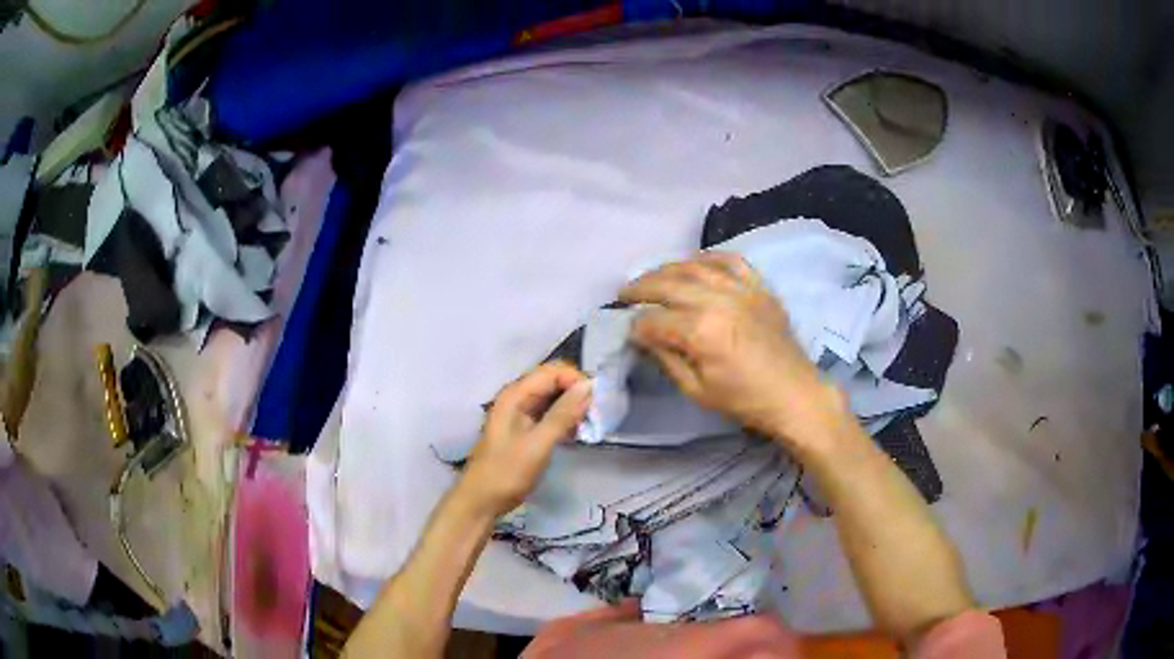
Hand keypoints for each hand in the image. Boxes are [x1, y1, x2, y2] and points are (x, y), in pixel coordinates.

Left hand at [460, 362, 592, 516]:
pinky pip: (551, 413)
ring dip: (574, 407)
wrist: (482, 500)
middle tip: (598, 414)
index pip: (553, 371)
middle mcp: (518, 397)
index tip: (597, 402)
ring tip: (591, 425)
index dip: (577, 380)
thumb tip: (588, 387)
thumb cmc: (506, 472)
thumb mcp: (537, 444)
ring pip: (554, 398)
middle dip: (577, 393)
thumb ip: (562, 415)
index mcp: (515, 394)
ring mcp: (521, 413)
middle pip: (554, 381)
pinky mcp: (526, 428)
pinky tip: (578, 433)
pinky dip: (566, 419)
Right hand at [620, 252, 842, 443]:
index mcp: (701, 332)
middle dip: (641, 288)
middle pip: (668, 285)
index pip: (654, 320)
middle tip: (624, 293)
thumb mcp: (697, 391)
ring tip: (653, 276)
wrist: (794, 394)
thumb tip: (644, 337)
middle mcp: (718, 302)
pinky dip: (709, 258)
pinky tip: (695, 263)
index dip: (636, 326)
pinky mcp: (759, 287)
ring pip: (695, 266)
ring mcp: (741, 290)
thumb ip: (666, 359)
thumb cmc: (744, 401)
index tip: (629, 332)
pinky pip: (731, 261)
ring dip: (668, 268)